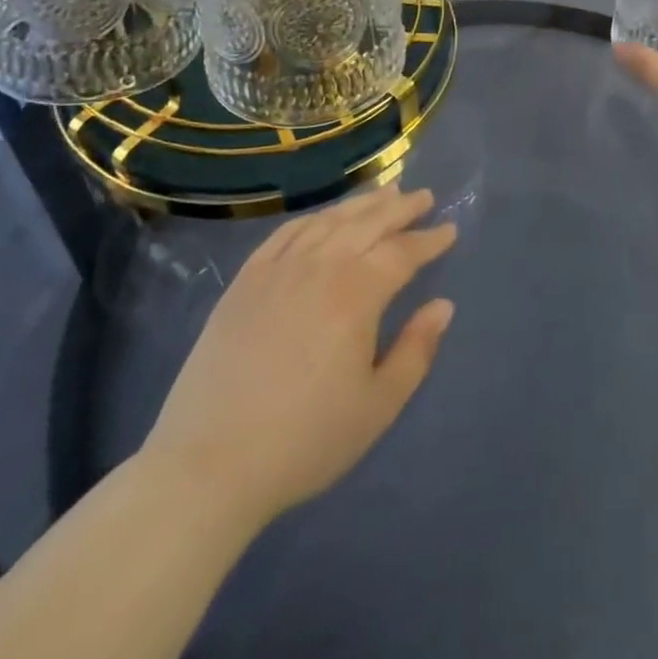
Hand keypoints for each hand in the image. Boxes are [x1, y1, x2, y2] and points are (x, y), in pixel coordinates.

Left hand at [140, 185, 456, 536]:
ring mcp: (278, 269)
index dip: (429, 240)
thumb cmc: (304, 440)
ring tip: (385, 192)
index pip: (402, 252)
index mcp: (356, 294)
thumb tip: (443, 305)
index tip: (450, 229)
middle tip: (424, 196)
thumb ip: (416, 350)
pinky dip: (315, 218)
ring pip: (329, 220)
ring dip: (362, 204)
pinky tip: (326, 217)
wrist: (208, 466)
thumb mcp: (377, 406)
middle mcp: (320, 267)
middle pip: (368, 223)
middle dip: (401, 208)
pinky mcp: (245, 281)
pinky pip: (287, 233)